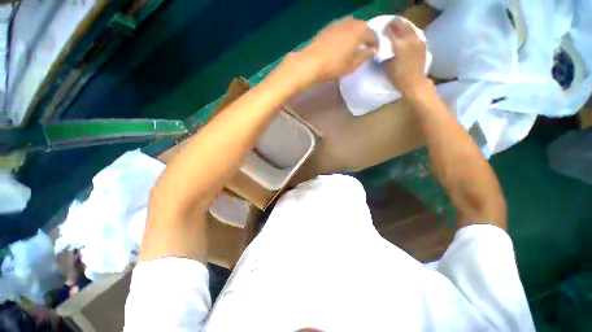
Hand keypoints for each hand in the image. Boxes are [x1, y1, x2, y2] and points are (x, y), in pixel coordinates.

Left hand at [281, 17, 377, 89]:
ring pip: (351, 26)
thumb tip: (372, 50)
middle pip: (362, 27)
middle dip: (365, 37)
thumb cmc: (333, 66)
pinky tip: (342, 43)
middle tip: (365, 48)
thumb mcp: (351, 66)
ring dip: (355, 34)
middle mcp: (350, 23)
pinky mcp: (328, 28)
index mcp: (359, 31)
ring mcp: (338, 23)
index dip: (375, 44)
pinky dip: (345, 34)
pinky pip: (341, 28)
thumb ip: (364, 57)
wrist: (311, 62)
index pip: (372, 35)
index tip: (375, 51)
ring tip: (354, 46)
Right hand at [383, 18, 428, 95]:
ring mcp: (417, 41)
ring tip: (398, 27)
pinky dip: (410, 31)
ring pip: (409, 27)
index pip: (391, 32)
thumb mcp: (387, 67)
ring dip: (403, 26)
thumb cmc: (398, 78)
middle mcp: (409, 40)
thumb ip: (385, 55)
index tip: (382, 30)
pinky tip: (407, 34)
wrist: (414, 82)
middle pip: (401, 26)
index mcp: (399, 45)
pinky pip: (415, 33)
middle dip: (395, 24)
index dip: (386, 29)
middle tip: (389, 25)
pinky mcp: (422, 44)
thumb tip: (383, 48)